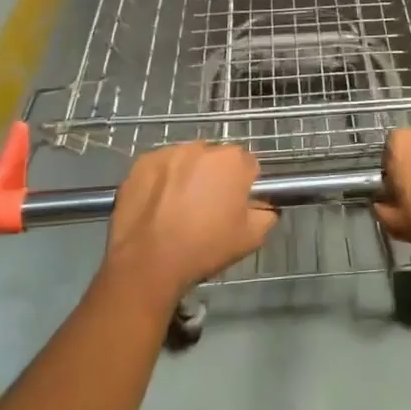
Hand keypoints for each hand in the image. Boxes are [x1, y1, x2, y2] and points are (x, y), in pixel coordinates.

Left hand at [103, 143, 273, 303]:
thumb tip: (264, 206)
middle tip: (207, 208)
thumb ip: (267, 214)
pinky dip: (162, 180)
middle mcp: (202, 147)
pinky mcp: (142, 163)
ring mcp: (169, 152)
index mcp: (233, 161)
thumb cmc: (204, 248)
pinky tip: (157, 205)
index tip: (235, 206)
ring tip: (178, 207)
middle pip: (217, 159)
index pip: (248, 165)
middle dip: (215, 177)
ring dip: (188, 176)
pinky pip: (161, 167)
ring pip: (187, 160)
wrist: (147, 261)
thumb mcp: (251, 239)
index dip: (244, 186)